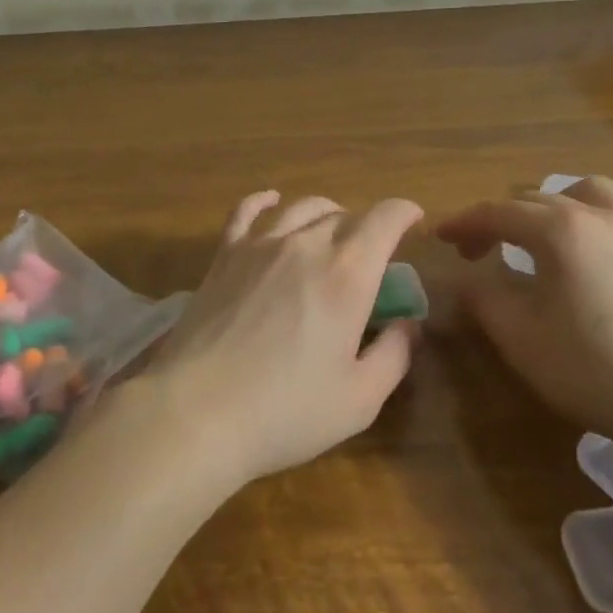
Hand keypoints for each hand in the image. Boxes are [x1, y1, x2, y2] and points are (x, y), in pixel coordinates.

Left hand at [133, 192, 424, 488]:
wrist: (198, 410)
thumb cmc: (286, 410)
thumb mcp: (360, 399)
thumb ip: (394, 354)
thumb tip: (407, 323)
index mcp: (347, 274)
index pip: (385, 219)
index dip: (404, 213)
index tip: (413, 222)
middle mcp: (305, 245)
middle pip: (344, 216)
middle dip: (366, 227)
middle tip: (370, 255)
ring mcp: (260, 246)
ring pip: (301, 209)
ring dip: (326, 213)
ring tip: (332, 228)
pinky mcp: (224, 256)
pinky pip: (246, 212)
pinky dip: (264, 201)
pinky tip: (271, 201)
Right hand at [437, 178, 612, 466]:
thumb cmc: (594, 369)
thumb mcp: (520, 338)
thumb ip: (483, 299)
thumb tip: (468, 280)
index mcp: (561, 230)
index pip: (498, 213)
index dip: (464, 222)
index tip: (441, 237)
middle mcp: (601, 216)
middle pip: (538, 200)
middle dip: (501, 220)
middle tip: (481, 251)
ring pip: (588, 195)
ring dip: (554, 209)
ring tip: (543, 240)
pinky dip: (592, 226)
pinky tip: (592, 265)